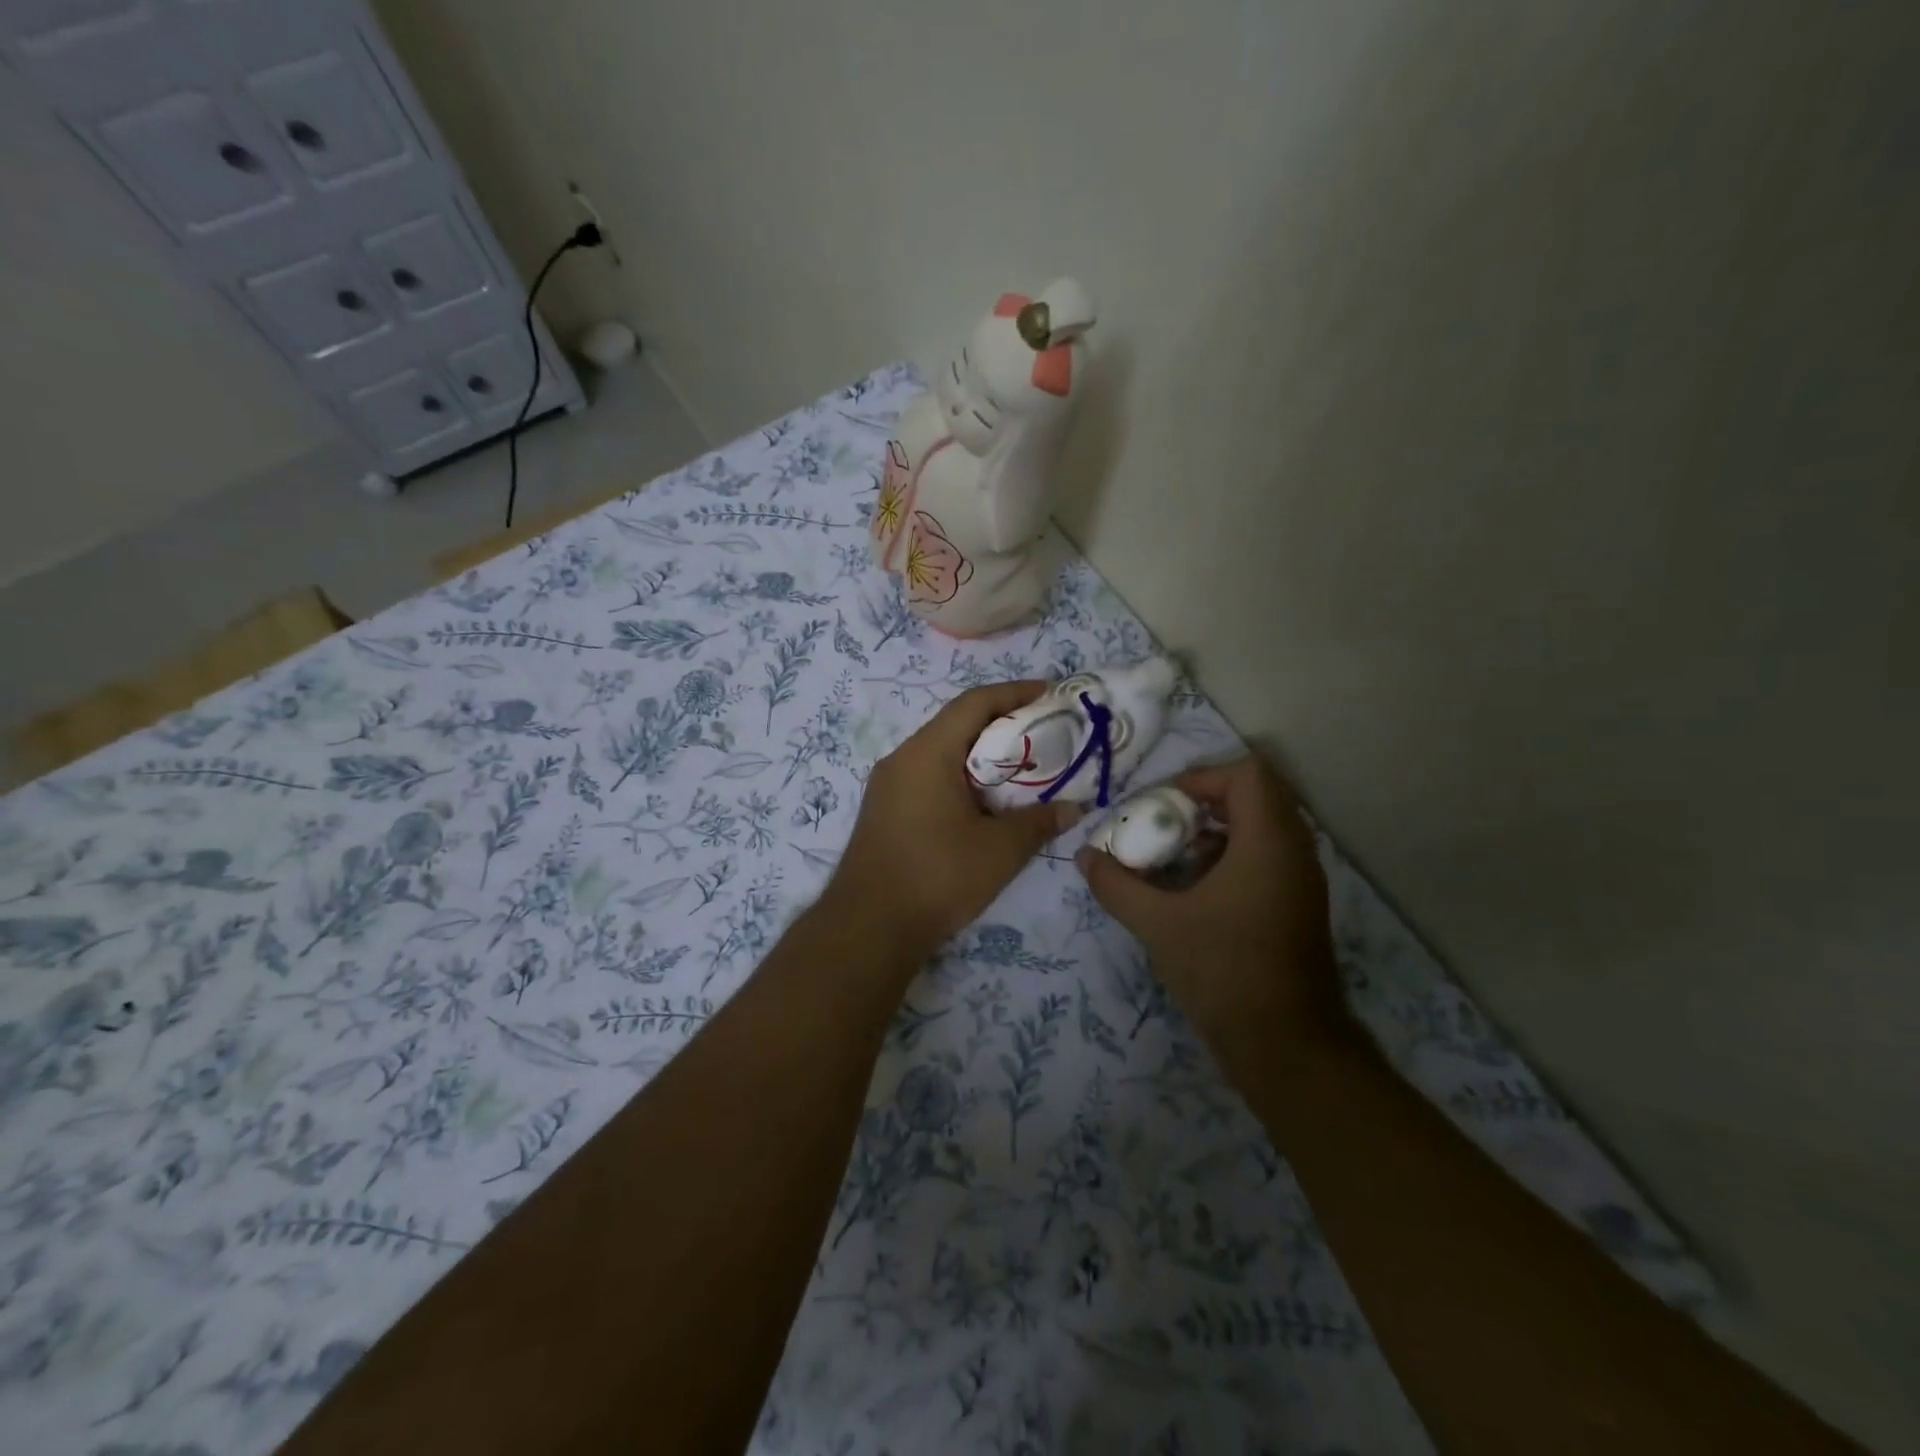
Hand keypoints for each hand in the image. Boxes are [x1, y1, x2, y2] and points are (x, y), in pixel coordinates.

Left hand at [824, 682, 1081, 965]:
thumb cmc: (937, 877)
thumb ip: (1039, 822)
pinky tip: (985, 802)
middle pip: (956, 724)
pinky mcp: (885, 811)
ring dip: (980, 755)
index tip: (1049, 693)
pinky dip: (960, 778)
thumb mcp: (1000, 850)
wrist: (868, 928)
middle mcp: (902, 759)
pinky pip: (928, 777)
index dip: (1014, 692)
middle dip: (1001, 724)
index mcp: (927, 753)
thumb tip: (1074, 808)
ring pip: (941, 753)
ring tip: (1021, 768)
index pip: (974, 703)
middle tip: (1043, 734)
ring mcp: (888, 786)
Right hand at [1077, 755, 1346, 1065]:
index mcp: (1268, 843)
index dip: (1202, 777)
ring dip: (1219, 830)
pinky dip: (1233, 856)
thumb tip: (1084, 857)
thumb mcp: (1158, 924)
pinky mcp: (1300, 906)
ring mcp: (1302, 881)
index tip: (1164, 803)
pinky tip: (1197, 890)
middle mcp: (1295, 852)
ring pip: (1264, 828)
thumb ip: (1116, 885)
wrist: (1286, 1045)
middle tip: (1166, 822)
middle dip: (1207, 801)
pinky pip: (1269, 857)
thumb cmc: (1223, 971)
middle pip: (1257, 796)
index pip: (1247, 775)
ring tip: (1176, 855)